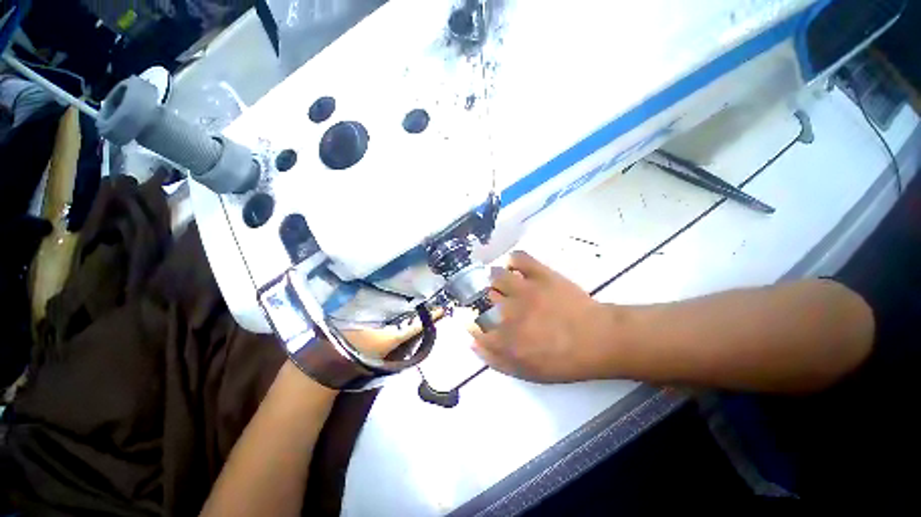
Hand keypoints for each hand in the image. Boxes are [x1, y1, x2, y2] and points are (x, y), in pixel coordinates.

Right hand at [469, 251, 612, 382]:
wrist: (598, 339)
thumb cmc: (563, 361)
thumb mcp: (527, 372)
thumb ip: (496, 359)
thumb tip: (472, 343)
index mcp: (505, 338)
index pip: (474, 325)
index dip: (471, 320)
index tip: (474, 319)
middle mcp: (508, 311)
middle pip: (482, 298)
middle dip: (483, 299)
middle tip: (494, 302)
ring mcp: (524, 289)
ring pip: (495, 276)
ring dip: (495, 279)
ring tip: (503, 283)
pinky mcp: (541, 274)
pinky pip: (519, 258)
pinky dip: (513, 260)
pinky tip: (515, 267)